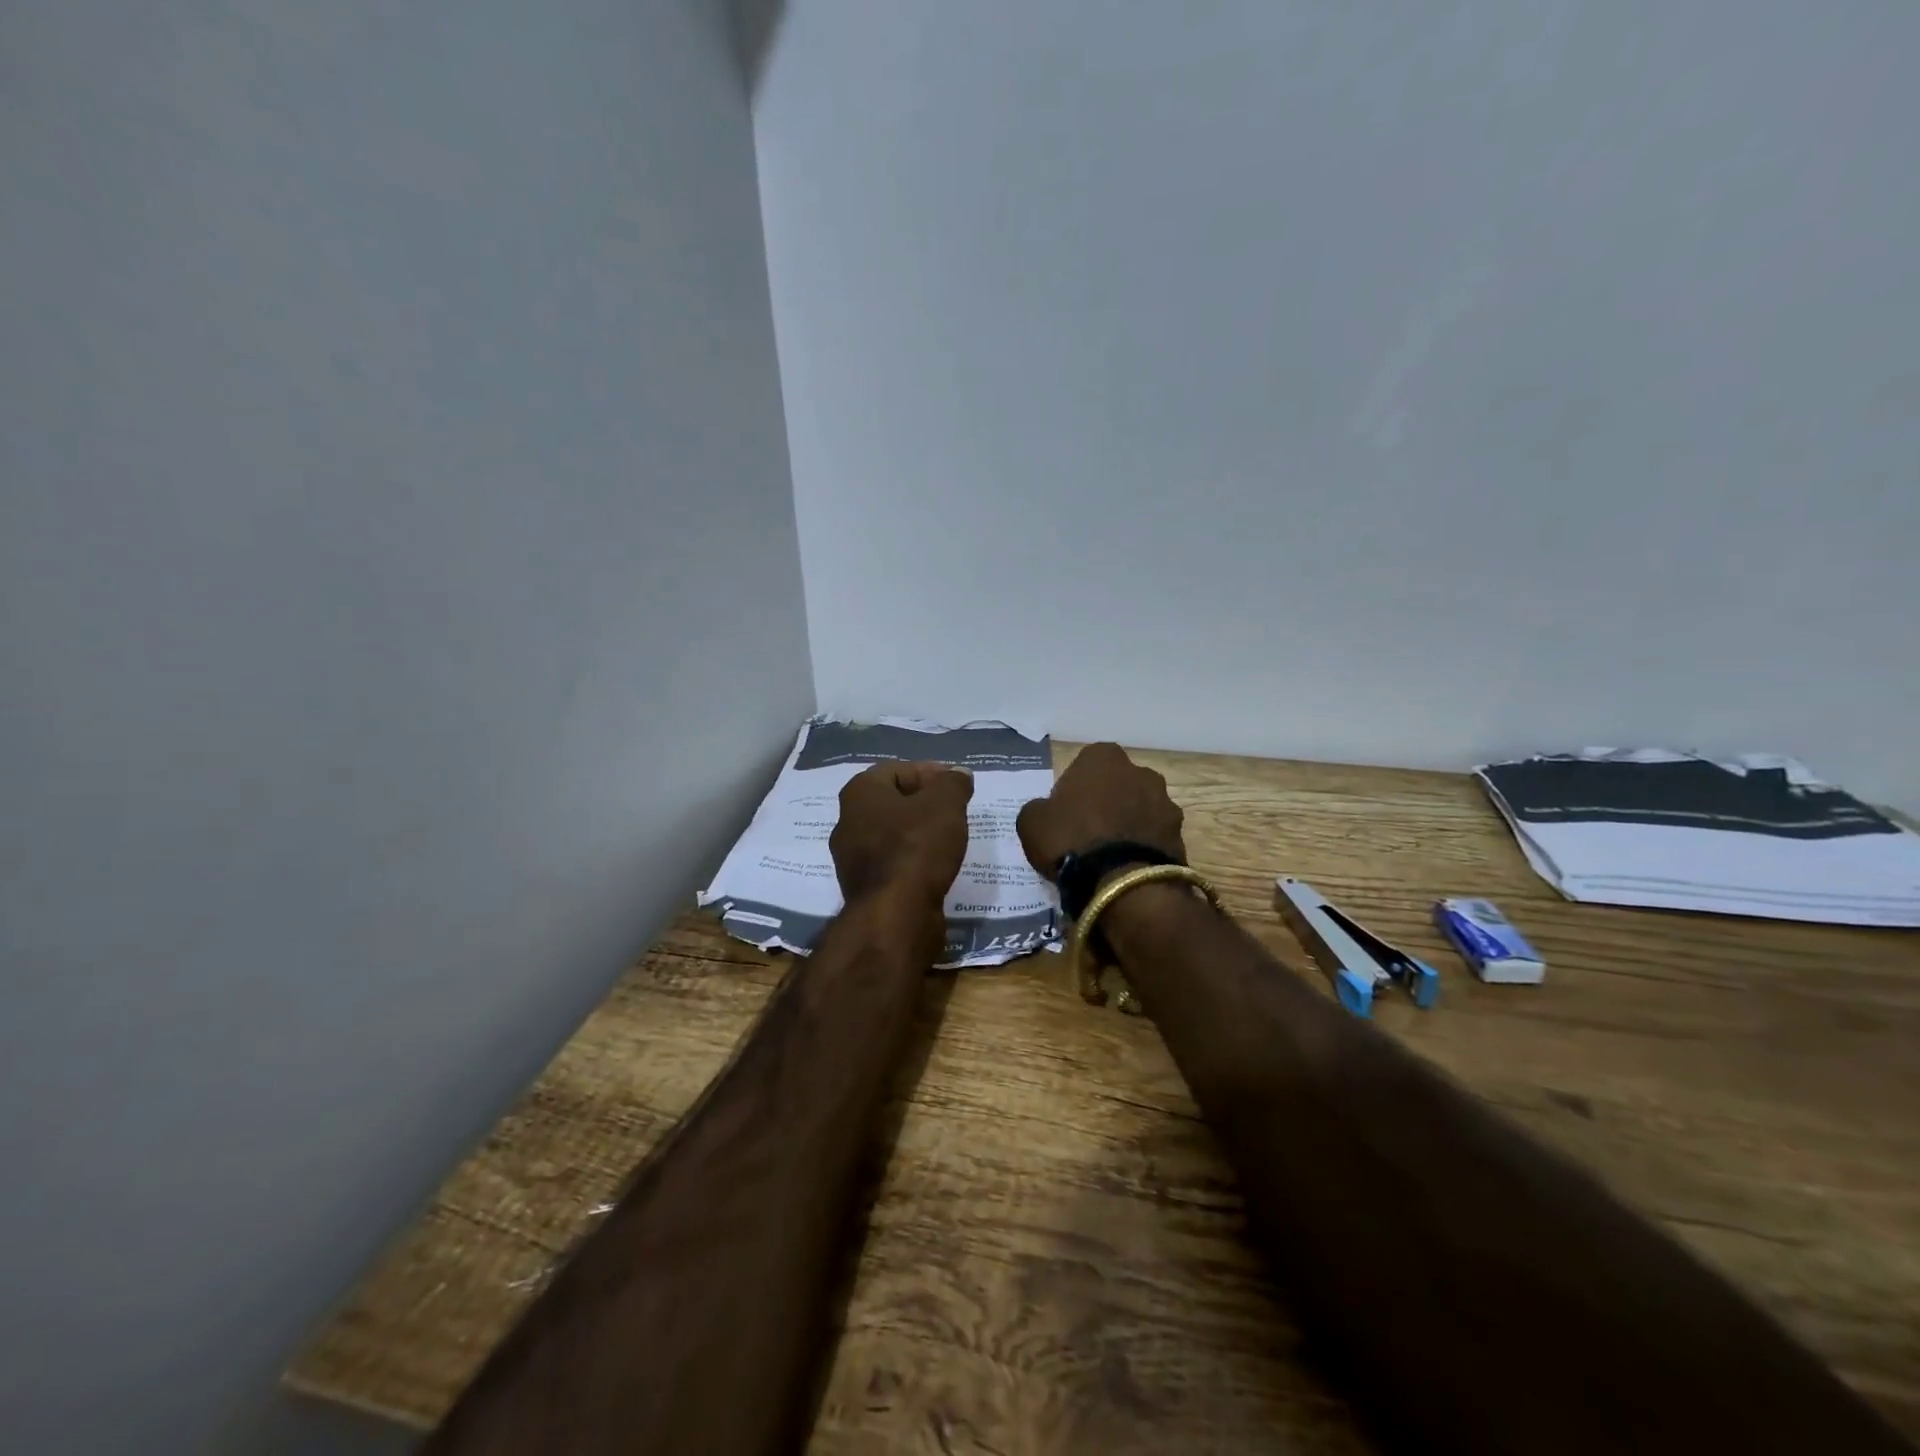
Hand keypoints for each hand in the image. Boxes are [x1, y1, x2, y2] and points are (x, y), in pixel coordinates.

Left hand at [830, 761, 974, 905]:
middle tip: (954, 809)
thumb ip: (953, 783)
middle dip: (923, 802)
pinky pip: (892, 861)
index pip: (897, 769)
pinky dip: (913, 858)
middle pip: (892, 801)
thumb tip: (958, 773)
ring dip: (918, 831)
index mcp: (860, 793)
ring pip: (891, 833)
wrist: (895, 914)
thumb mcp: (945, 805)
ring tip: (949, 837)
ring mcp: (852, 857)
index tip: (956, 785)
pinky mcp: (864, 887)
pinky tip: (935, 864)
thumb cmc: (917, 846)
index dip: (930, 773)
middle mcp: (848, 821)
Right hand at [1016, 742, 1184, 880]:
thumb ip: (1039, 808)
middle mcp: (1140, 771)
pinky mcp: (1180, 835)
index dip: (1075, 788)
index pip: (1086, 764)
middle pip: (1118, 784)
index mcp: (1103, 758)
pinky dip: (1144, 847)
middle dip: (1108, 802)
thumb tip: (1046, 811)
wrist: (1122, 884)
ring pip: (1140, 809)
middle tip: (1088, 832)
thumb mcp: (1031, 822)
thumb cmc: (1071, 840)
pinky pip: (1155, 836)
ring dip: (1129, 823)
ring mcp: (1165, 802)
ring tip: (1111, 856)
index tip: (1065, 812)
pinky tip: (1128, 869)